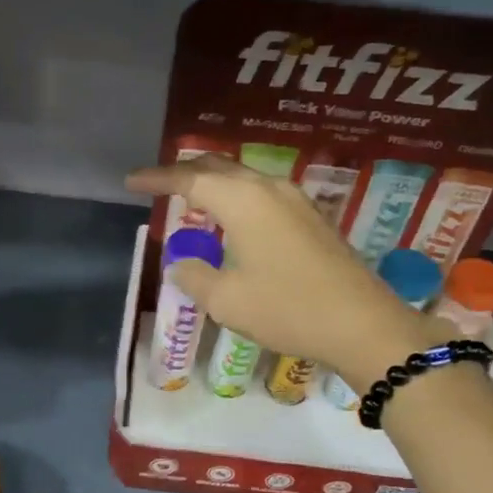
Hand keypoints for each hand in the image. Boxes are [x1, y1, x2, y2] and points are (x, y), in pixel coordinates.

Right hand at [125, 156, 444, 387]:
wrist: (361, 324)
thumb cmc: (287, 309)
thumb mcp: (226, 300)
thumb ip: (195, 275)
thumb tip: (183, 263)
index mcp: (243, 200)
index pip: (189, 178)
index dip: (157, 179)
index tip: (131, 181)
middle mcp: (269, 188)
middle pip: (219, 168)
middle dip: (185, 172)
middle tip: (158, 185)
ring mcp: (296, 201)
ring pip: (244, 178)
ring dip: (214, 184)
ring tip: (191, 198)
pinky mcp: (312, 218)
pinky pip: (263, 194)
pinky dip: (237, 198)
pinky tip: (232, 219)